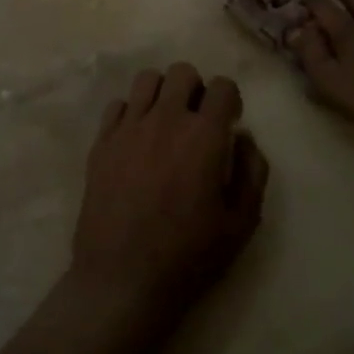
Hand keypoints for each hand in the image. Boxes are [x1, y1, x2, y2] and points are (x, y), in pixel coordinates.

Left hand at [69, 63, 268, 343]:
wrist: (122, 280)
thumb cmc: (189, 256)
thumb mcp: (241, 222)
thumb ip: (252, 171)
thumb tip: (244, 137)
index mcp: (203, 136)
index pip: (222, 86)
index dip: (230, 100)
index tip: (228, 122)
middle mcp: (165, 120)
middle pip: (182, 72)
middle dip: (196, 89)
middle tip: (197, 121)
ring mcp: (128, 129)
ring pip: (146, 80)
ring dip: (162, 93)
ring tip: (165, 122)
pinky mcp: (101, 144)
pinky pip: (116, 105)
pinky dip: (130, 113)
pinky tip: (136, 139)